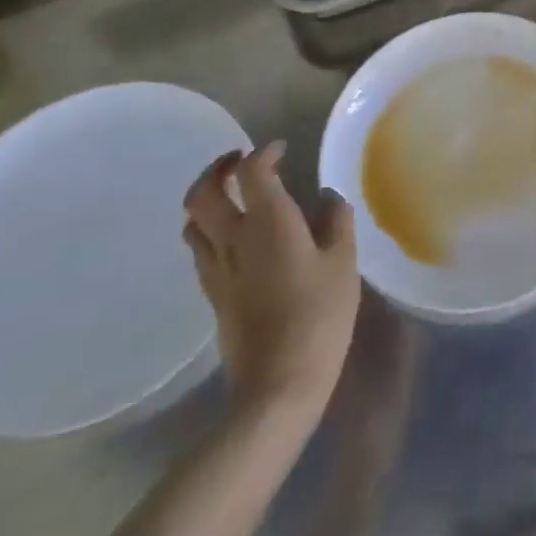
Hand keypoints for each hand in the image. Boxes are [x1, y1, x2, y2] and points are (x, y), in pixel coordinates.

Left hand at [182, 144, 359, 417]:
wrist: (277, 385)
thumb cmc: (319, 316)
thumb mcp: (343, 264)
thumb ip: (336, 223)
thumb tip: (329, 198)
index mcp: (268, 222)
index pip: (251, 172)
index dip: (263, 153)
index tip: (280, 150)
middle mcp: (234, 239)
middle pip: (203, 193)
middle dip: (217, 169)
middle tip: (240, 161)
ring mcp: (217, 270)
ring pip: (192, 222)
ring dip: (206, 199)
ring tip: (231, 195)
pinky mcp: (212, 296)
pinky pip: (200, 249)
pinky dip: (208, 230)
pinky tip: (233, 238)